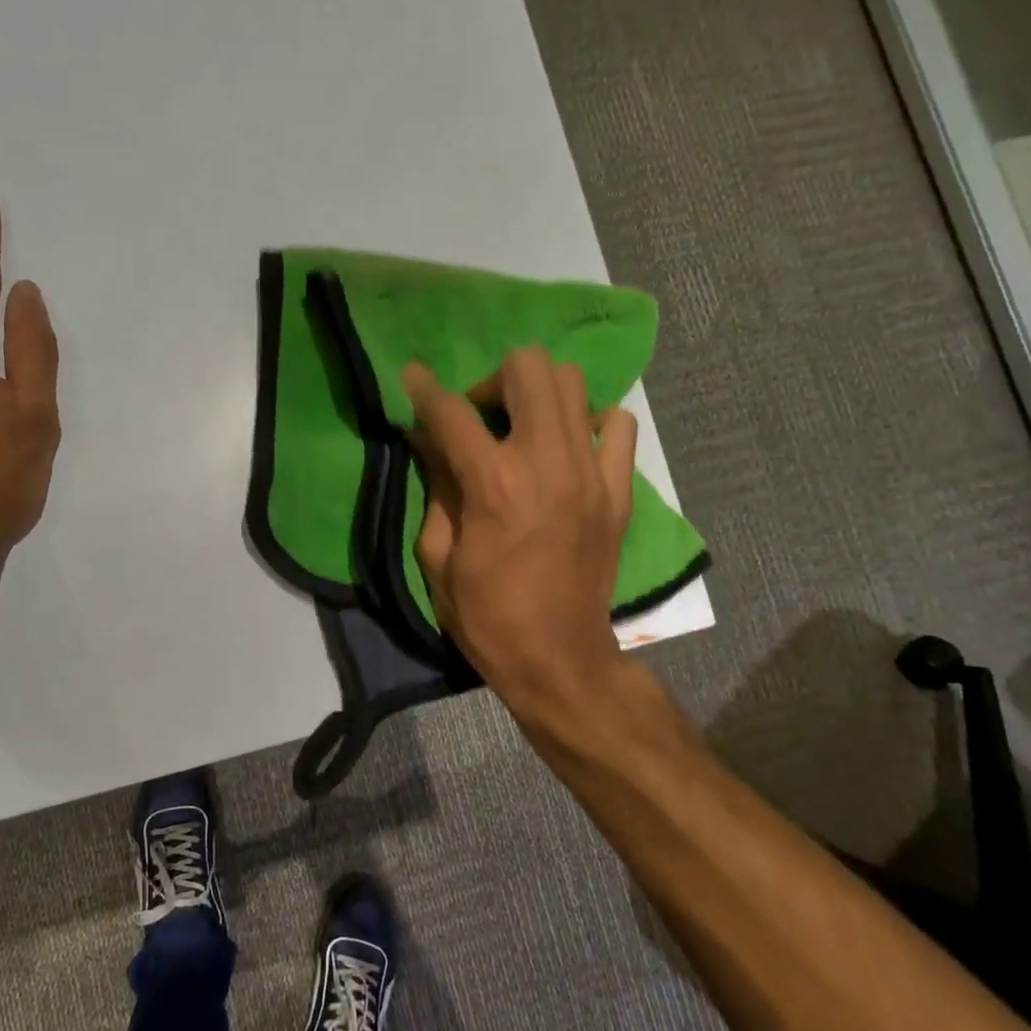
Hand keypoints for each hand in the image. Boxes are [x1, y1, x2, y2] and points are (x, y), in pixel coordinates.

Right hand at [404, 348, 637, 720]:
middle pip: (527, 369)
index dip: (424, 388)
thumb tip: (426, 440)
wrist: (559, 660)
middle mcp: (547, 462)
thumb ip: (435, 487)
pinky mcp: (618, 490)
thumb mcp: (439, 557)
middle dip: (492, 381)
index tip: (412, 376)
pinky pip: (617, 425)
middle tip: (481, 418)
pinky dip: (590, 423)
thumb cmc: (487, 616)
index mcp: (494, 484)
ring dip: (538, 394)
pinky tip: (569, 449)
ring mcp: (591, 473)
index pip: (452, 412)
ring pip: (573, 383)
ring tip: (523, 429)